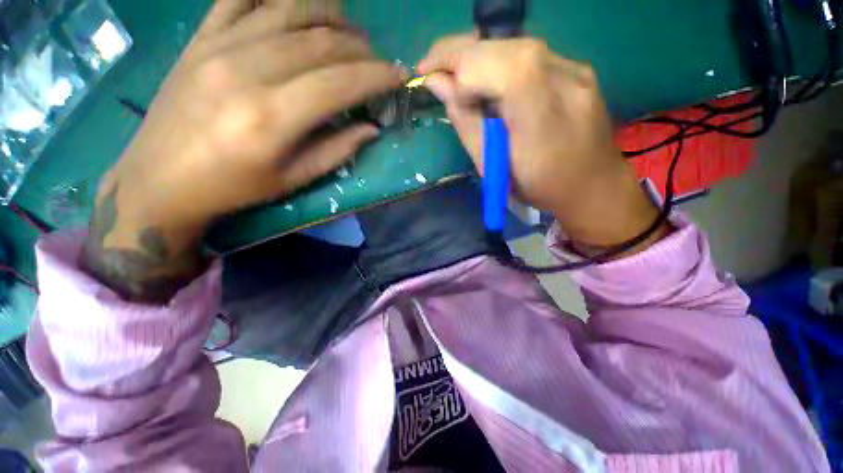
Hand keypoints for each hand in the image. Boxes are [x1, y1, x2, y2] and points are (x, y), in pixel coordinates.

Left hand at [83, 0, 405, 302]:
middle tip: (377, 61)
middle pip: (320, 42)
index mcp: (272, 117)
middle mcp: (246, 70)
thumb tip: (371, 129)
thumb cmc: (234, 187)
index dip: (376, 76)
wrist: (160, 178)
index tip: (399, 76)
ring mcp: (218, 46)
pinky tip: (300, 6)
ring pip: (289, 9)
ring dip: (330, 15)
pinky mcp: (200, 38)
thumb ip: (337, 150)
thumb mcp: (294, 179)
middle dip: (360, 49)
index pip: (340, 82)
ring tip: (350, 30)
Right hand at [418, 35, 668, 254]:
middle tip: (432, 70)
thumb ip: (465, 122)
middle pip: (499, 45)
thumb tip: (437, 84)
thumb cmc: (537, 187)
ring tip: (458, 79)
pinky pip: (526, 54)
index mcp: (539, 114)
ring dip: (476, 57)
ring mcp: (574, 67)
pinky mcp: (576, 67)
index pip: (491, 65)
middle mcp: (562, 76)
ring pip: (511, 44)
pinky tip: (489, 83)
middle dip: (457, 54)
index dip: (460, 75)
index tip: (442, 93)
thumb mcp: (493, 166)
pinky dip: (497, 63)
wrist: (593, 186)